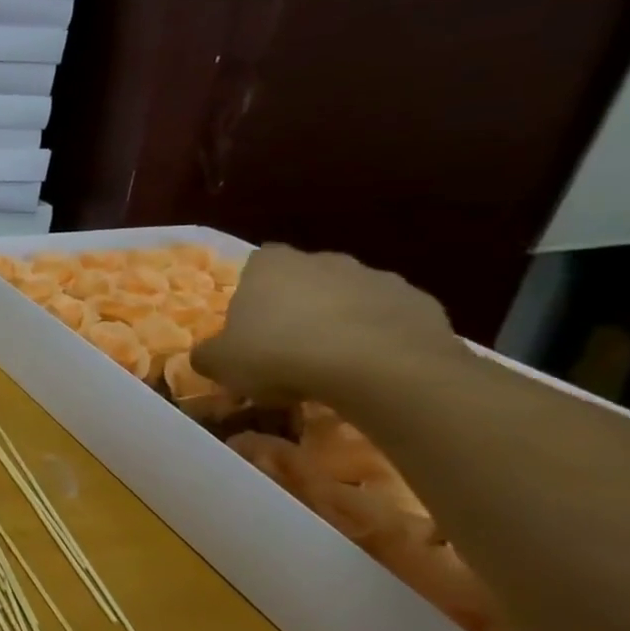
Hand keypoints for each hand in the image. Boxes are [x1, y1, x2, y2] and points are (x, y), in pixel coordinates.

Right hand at [191, 245, 465, 405]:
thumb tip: (207, 356)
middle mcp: (324, 260)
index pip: (255, 267)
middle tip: (289, 347)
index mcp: (271, 264)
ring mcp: (378, 278)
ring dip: (341, 321)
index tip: (251, 327)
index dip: (253, 296)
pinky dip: (380, 338)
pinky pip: (390, 320)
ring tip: (333, 364)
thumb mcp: (221, 363)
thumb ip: (207, 355)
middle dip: (299, 306)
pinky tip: (371, 370)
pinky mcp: (422, 304)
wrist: (380, 370)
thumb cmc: (281, 354)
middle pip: (305, 279)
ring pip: (350, 298)